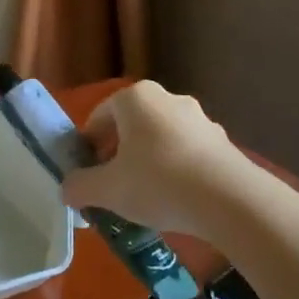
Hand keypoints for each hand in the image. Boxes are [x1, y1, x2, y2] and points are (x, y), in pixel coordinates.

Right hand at [60, 81, 248, 237]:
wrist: (231, 200)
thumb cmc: (158, 183)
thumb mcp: (107, 190)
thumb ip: (80, 187)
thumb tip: (68, 189)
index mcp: (135, 98)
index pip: (99, 116)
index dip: (87, 145)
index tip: (86, 173)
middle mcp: (168, 98)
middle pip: (131, 126)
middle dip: (118, 154)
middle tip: (111, 186)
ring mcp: (200, 119)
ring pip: (160, 139)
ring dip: (148, 162)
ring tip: (144, 198)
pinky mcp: (222, 142)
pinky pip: (187, 153)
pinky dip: (176, 171)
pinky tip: (176, 200)